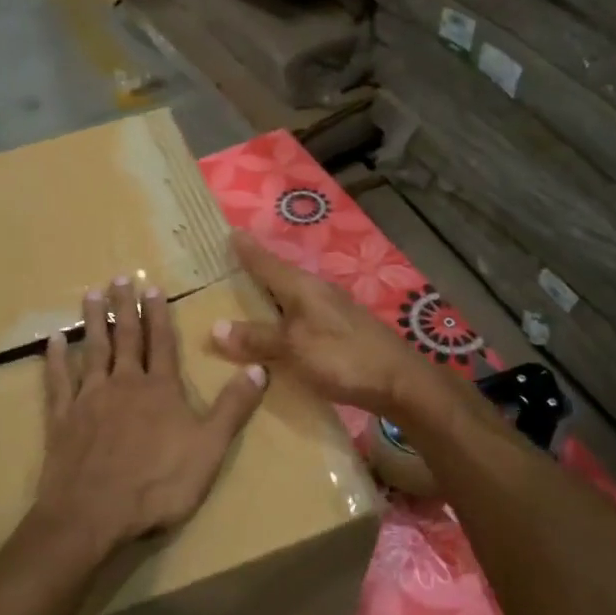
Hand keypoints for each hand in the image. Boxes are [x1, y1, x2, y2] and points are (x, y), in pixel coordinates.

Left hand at [26, 275, 267, 560]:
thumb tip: (260, 367)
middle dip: (124, 307)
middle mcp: (123, 384)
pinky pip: (58, 381)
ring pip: (91, 350)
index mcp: (160, 390)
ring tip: (90, 293)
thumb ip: (233, 408)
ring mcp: (89, 399)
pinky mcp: (62, 419)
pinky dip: (55, 359)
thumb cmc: (158, 485)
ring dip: (92, 321)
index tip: (152, 287)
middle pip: (124, 338)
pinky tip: (53, 340)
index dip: (158, 314)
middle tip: (119, 277)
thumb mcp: (209, 449)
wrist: (93, 514)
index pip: (161, 343)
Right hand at [213, 233, 434, 419]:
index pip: (268, 263)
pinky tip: (278, 334)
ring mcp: (333, 313)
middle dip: (256, 273)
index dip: (248, 251)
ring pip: (292, 299)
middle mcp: (318, 293)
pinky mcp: (342, 333)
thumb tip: (215, 327)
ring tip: (246, 302)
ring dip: (270, 299)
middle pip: (280, 278)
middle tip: (227, 269)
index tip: (230, 232)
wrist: (400, 382)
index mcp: (303, 288)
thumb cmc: (343, 358)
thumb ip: (257, 337)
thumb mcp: (293, 347)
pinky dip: (284, 321)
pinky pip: (302, 319)